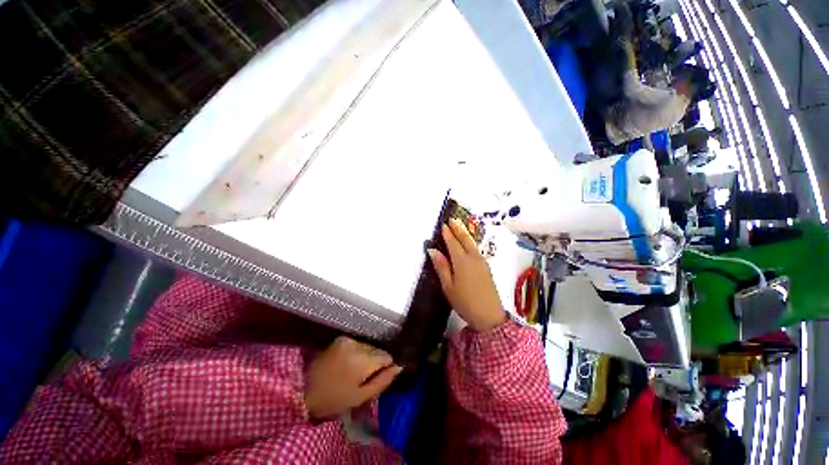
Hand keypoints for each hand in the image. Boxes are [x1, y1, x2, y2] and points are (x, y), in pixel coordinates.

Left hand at [304, 336, 401, 419]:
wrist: (302, 389)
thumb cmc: (333, 399)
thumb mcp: (360, 397)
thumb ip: (382, 381)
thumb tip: (399, 367)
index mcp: (363, 360)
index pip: (387, 356)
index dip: (386, 367)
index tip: (379, 377)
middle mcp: (358, 344)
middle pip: (378, 349)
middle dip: (376, 362)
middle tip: (365, 377)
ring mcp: (348, 339)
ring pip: (368, 346)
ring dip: (367, 356)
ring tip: (356, 371)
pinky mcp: (341, 338)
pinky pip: (358, 344)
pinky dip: (358, 352)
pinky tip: (349, 363)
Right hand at [428, 218, 506, 331]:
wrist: (489, 316)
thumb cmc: (465, 302)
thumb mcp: (448, 286)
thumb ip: (441, 266)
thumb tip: (432, 250)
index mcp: (462, 261)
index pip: (453, 243)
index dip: (448, 233)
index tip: (443, 224)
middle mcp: (473, 258)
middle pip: (465, 239)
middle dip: (458, 228)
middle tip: (452, 219)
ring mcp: (482, 262)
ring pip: (472, 243)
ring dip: (465, 233)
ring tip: (459, 226)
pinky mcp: (486, 267)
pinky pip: (476, 249)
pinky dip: (471, 241)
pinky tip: (468, 242)